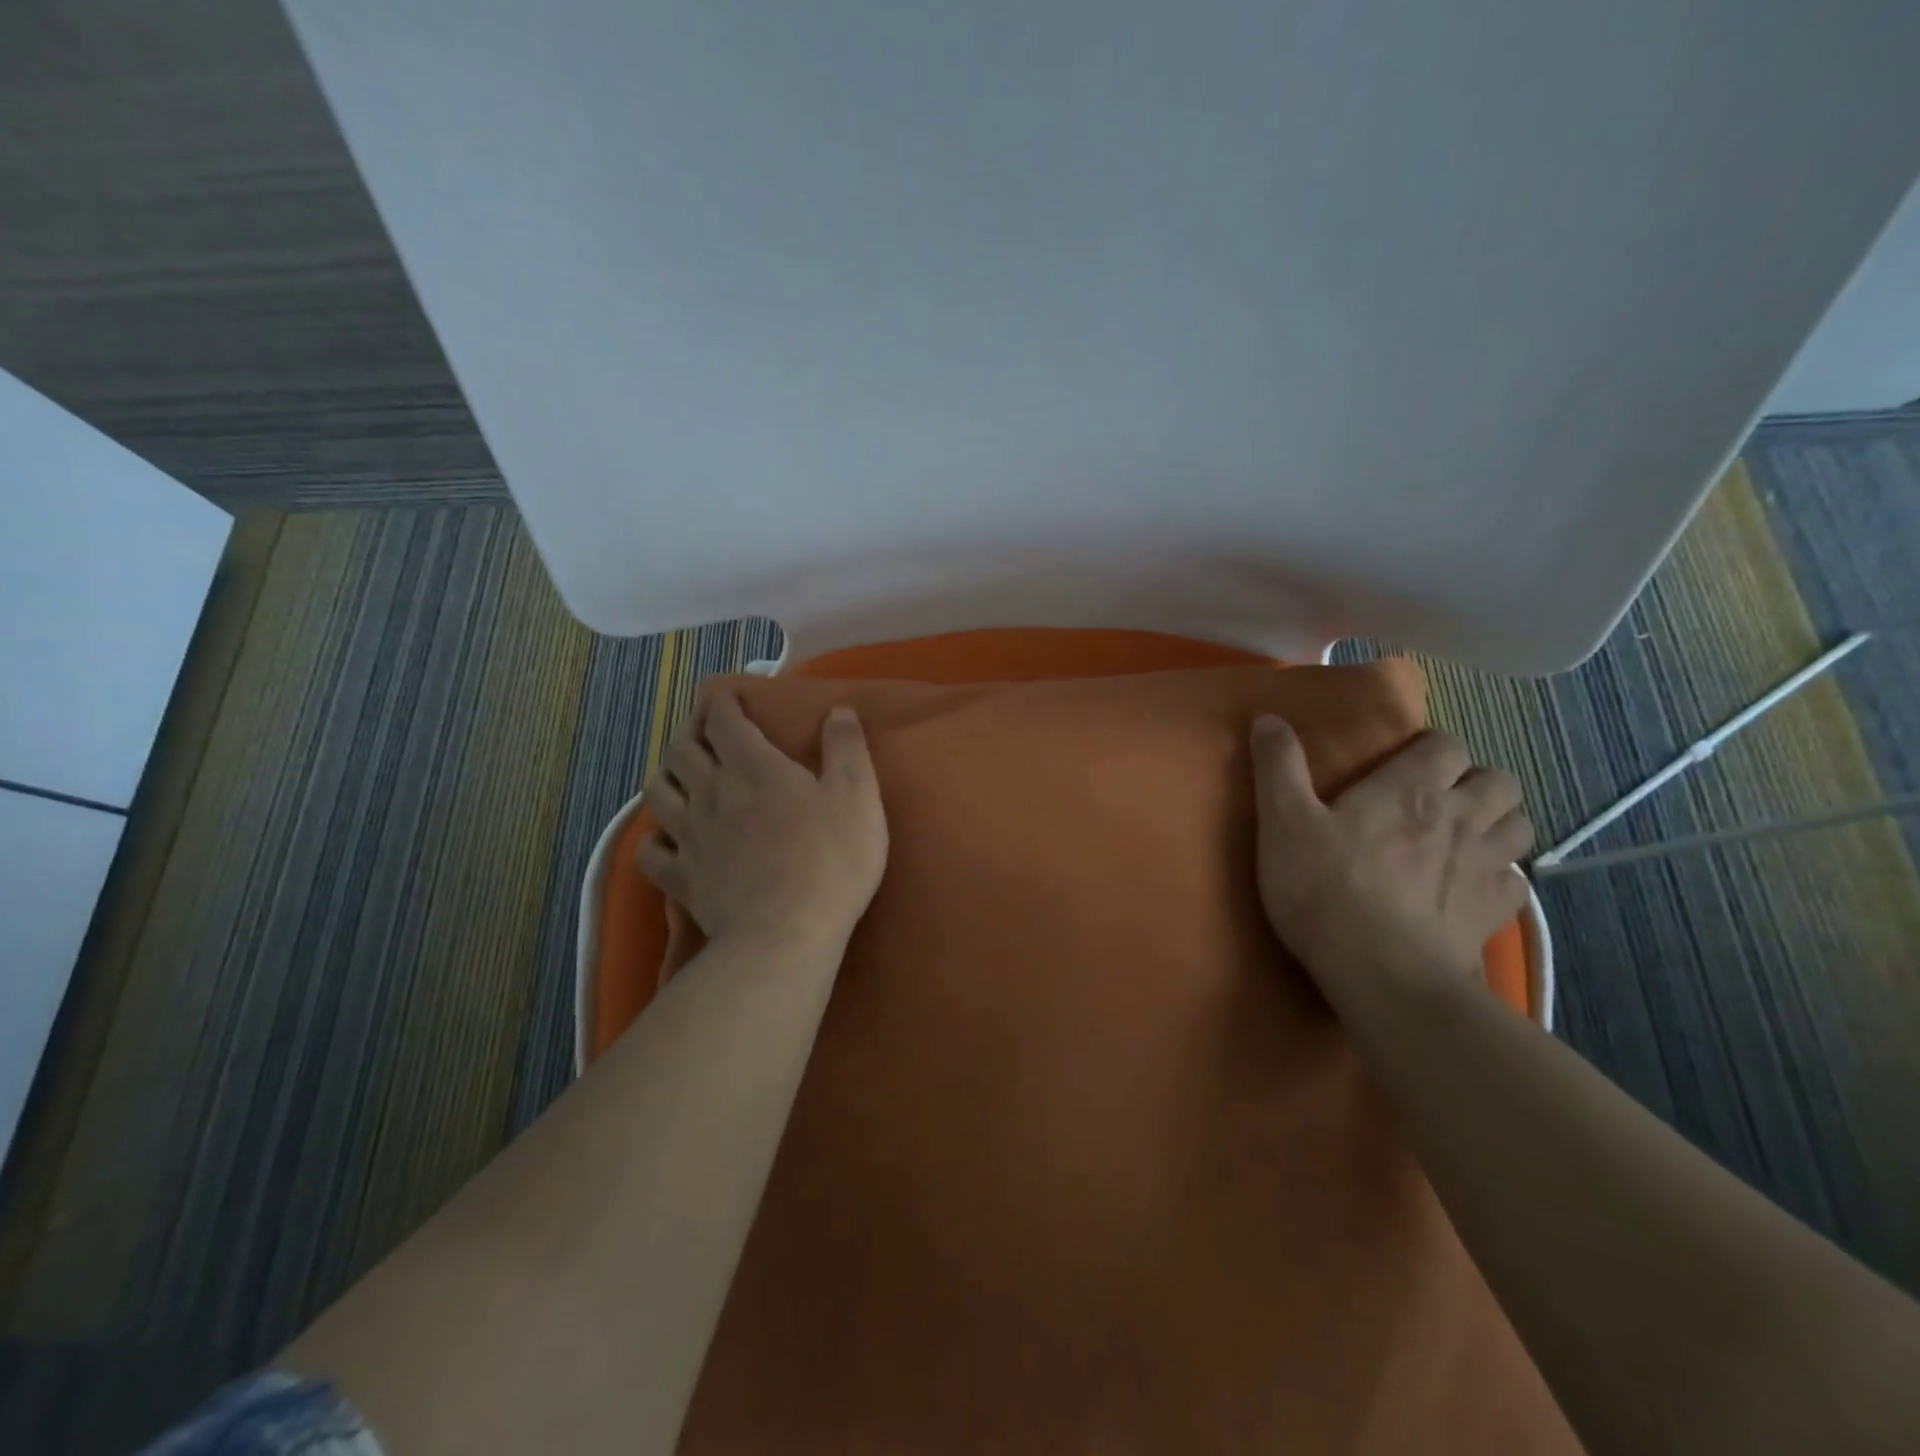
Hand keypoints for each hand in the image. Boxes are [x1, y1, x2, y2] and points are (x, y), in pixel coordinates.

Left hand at [639, 693, 888, 947]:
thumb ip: (847, 748)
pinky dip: (654, 840)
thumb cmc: (830, 858)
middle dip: (691, 735)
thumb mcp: (857, 795)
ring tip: (683, 781)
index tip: (727, 697)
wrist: (787, 931)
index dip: (722, 702)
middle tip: (707, 738)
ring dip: (667, 778)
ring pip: (657, 792)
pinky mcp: (681, 878)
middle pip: (681, 750)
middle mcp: (712, 792)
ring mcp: (690, 836)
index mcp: (754, 766)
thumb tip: (839, 710)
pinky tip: (668, 840)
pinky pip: (649, 852)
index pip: (723, 720)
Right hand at [1249, 717, 1532, 993]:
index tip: (1405, 763)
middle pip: (1499, 781)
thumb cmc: (1325, 887)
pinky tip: (1471, 888)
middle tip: (1441, 799)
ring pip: (1519, 827)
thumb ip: (1278, 766)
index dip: (1431, 748)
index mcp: (1411, 789)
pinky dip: (1499, 878)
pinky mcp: (1495, 913)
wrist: (1380, 972)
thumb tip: (1268, 717)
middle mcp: (1460, 818)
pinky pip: (1516, 882)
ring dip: (1497, 824)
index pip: (1446, 745)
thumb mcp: (1283, 822)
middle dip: (1476, 782)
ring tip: (1464, 838)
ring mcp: (1485, 867)